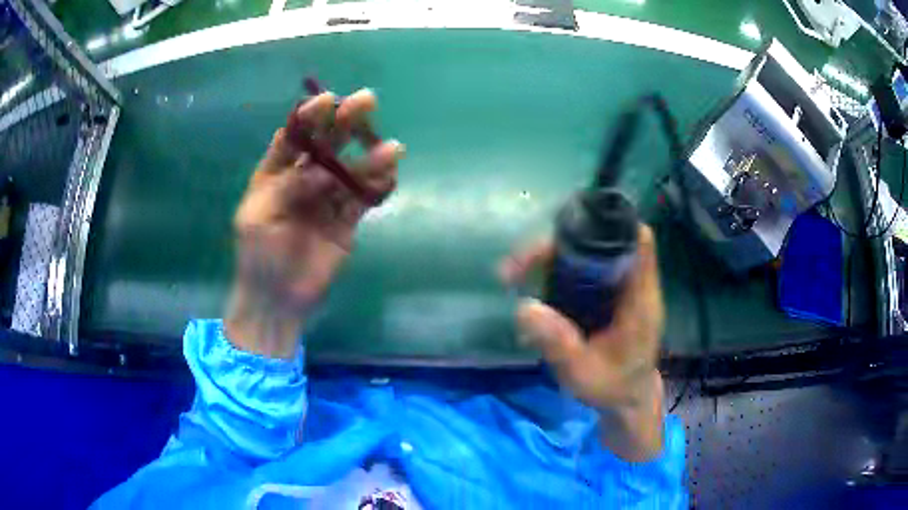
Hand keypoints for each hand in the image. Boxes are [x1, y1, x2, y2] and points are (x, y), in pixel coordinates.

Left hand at [226, 90, 403, 357]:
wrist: (276, 299)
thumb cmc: (258, 256)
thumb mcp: (258, 216)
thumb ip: (287, 187)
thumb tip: (323, 169)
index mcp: (275, 173)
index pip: (294, 137)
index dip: (310, 117)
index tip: (327, 101)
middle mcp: (303, 179)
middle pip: (327, 144)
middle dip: (345, 122)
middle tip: (367, 100)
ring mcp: (327, 197)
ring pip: (351, 169)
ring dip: (371, 156)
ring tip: (392, 146)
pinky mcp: (346, 219)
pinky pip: (364, 198)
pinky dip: (378, 185)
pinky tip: (391, 172)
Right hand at [500, 224, 665, 460]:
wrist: (626, 401)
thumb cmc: (612, 387)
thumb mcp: (583, 372)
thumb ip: (558, 343)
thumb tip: (523, 308)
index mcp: (639, 298)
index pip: (637, 242)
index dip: (609, 225)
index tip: (570, 227)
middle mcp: (632, 286)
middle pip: (600, 243)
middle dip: (558, 246)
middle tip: (517, 266)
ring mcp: (618, 290)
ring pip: (586, 256)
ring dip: (551, 260)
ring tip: (514, 277)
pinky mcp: (606, 298)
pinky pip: (581, 274)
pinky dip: (555, 275)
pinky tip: (533, 295)